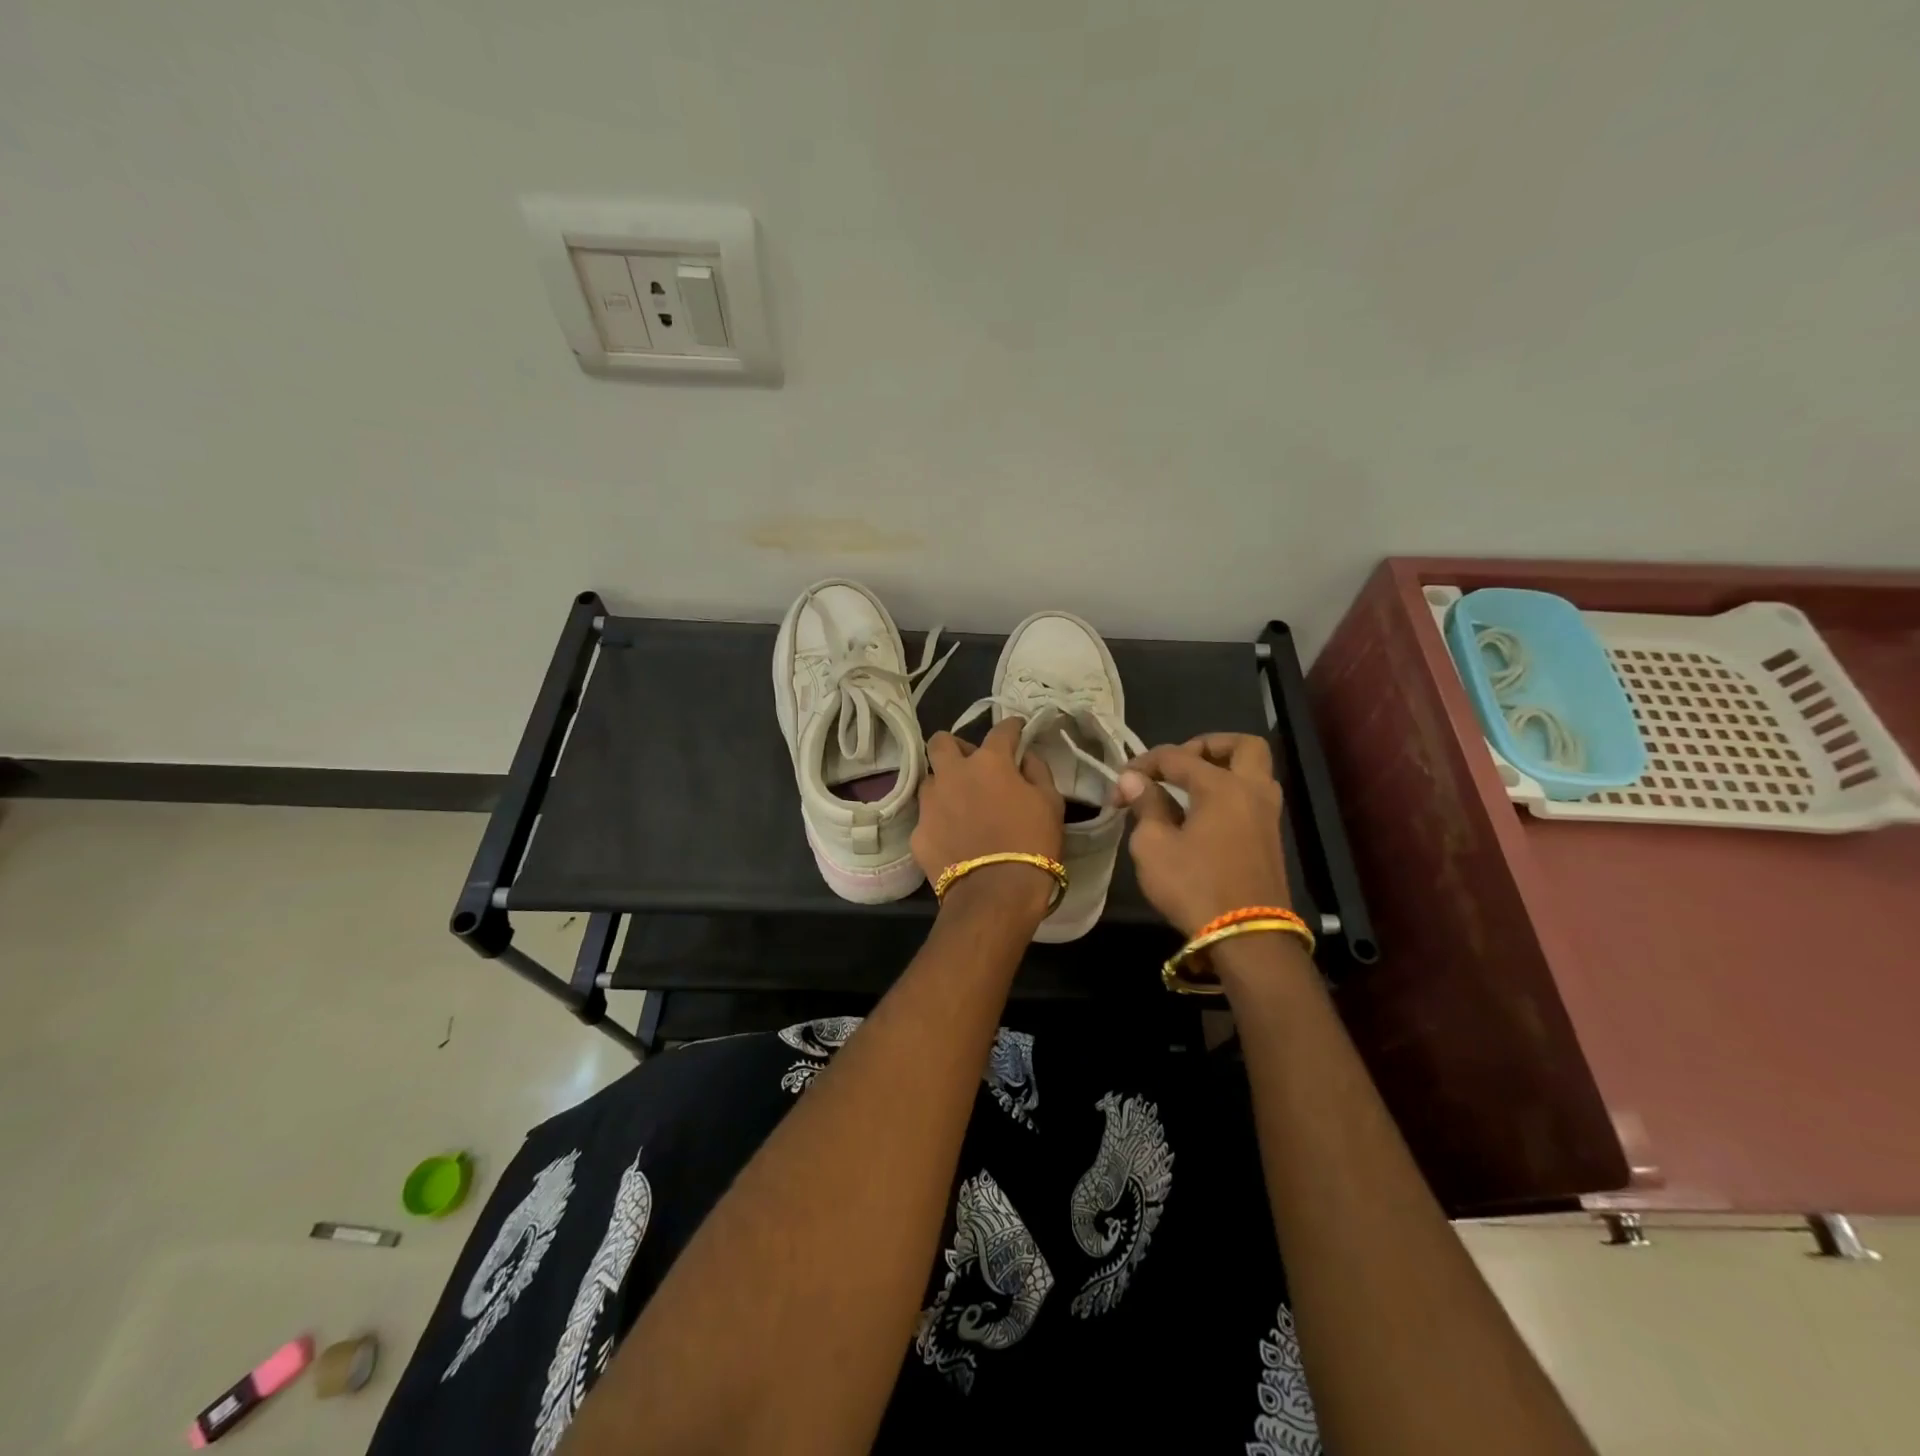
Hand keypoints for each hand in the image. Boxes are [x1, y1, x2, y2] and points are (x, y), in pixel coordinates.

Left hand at [915, 718, 1065, 918]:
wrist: (995, 894)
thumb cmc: (1032, 843)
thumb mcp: (1051, 803)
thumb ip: (1038, 771)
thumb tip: (1025, 757)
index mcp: (989, 762)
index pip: (1000, 730)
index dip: (1012, 728)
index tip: (1018, 731)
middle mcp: (952, 773)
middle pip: (942, 742)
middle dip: (956, 747)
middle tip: (973, 765)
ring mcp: (930, 803)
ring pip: (931, 780)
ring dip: (945, 785)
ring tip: (961, 805)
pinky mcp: (917, 832)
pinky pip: (928, 817)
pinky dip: (940, 822)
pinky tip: (953, 838)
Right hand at [1114, 732, 1291, 936]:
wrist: (1246, 938)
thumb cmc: (1194, 886)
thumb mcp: (1153, 845)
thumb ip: (1146, 805)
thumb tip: (1134, 780)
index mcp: (1222, 786)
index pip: (1177, 756)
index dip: (1144, 764)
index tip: (1121, 784)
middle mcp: (1252, 791)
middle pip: (1242, 746)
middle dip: (1208, 746)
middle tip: (1179, 764)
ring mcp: (1268, 816)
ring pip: (1254, 772)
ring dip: (1223, 769)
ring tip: (1188, 788)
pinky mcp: (1271, 840)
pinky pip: (1252, 797)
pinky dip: (1230, 793)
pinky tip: (1202, 814)